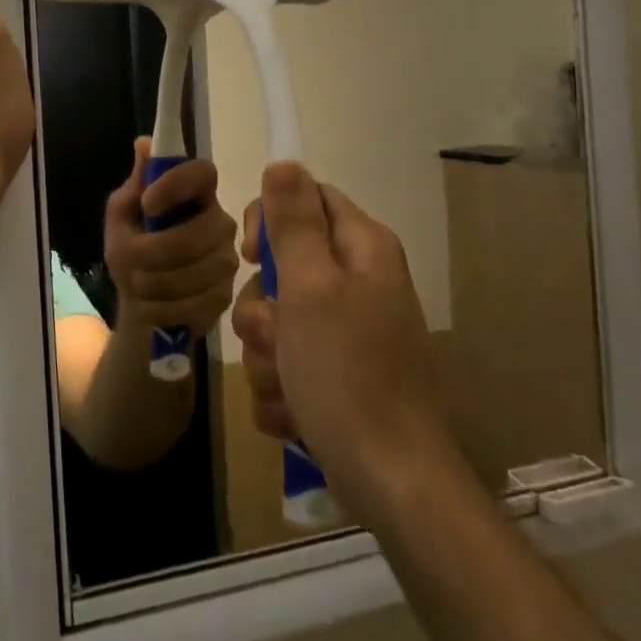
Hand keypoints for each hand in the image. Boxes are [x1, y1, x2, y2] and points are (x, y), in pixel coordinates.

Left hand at [103, 138, 238, 339]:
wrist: (141, 306)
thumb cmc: (131, 253)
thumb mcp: (122, 217)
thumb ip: (135, 185)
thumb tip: (143, 143)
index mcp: (194, 194)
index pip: (203, 172)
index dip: (177, 185)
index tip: (148, 203)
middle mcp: (219, 221)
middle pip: (202, 232)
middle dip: (157, 251)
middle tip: (132, 260)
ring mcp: (227, 259)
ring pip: (199, 271)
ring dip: (157, 283)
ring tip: (140, 286)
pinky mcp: (227, 295)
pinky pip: (199, 302)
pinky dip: (167, 308)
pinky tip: (156, 306)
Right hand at [231, 162, 450, 518]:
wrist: (389, 479)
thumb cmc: (347, 372)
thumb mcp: (311, 287)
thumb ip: (294, 223)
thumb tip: (285, 161)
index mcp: (361, 250)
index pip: (307, 199)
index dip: (271, 220)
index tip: (251, 256)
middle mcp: (358, 284)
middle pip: (283, 267)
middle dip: (263, 309)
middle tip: (275, 336)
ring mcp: (348, 334)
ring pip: (277, 322)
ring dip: (266, 356)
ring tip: (288, 386)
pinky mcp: (336, 376)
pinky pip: (286, 365)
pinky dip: (281, 390)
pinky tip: (295, 413)